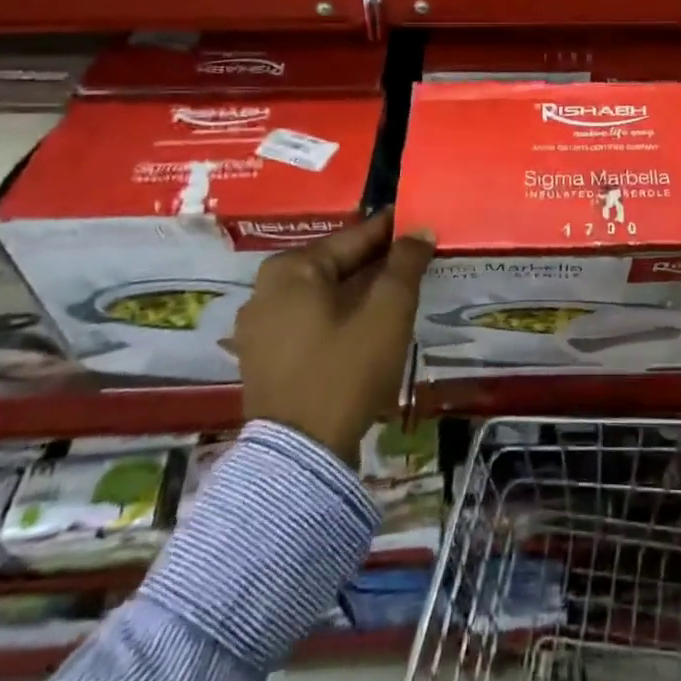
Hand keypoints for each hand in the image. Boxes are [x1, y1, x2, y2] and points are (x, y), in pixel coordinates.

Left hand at [229, 207, 435, 464]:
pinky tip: (369, 323)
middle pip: (336, 265)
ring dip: (360, 291)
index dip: (393, 231)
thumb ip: (405, 264)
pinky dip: (340, 316)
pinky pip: (311, 321)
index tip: (420, 223)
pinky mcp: (265, 359)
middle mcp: (266, 290)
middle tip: (416, 259)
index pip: (354, 237)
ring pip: (324, 294)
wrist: (301, 457)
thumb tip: (420, 231)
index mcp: (290, 269)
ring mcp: (260, 327)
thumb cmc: (345, 370)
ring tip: (399, 290)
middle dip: (377, 262)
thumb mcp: (387, 311)